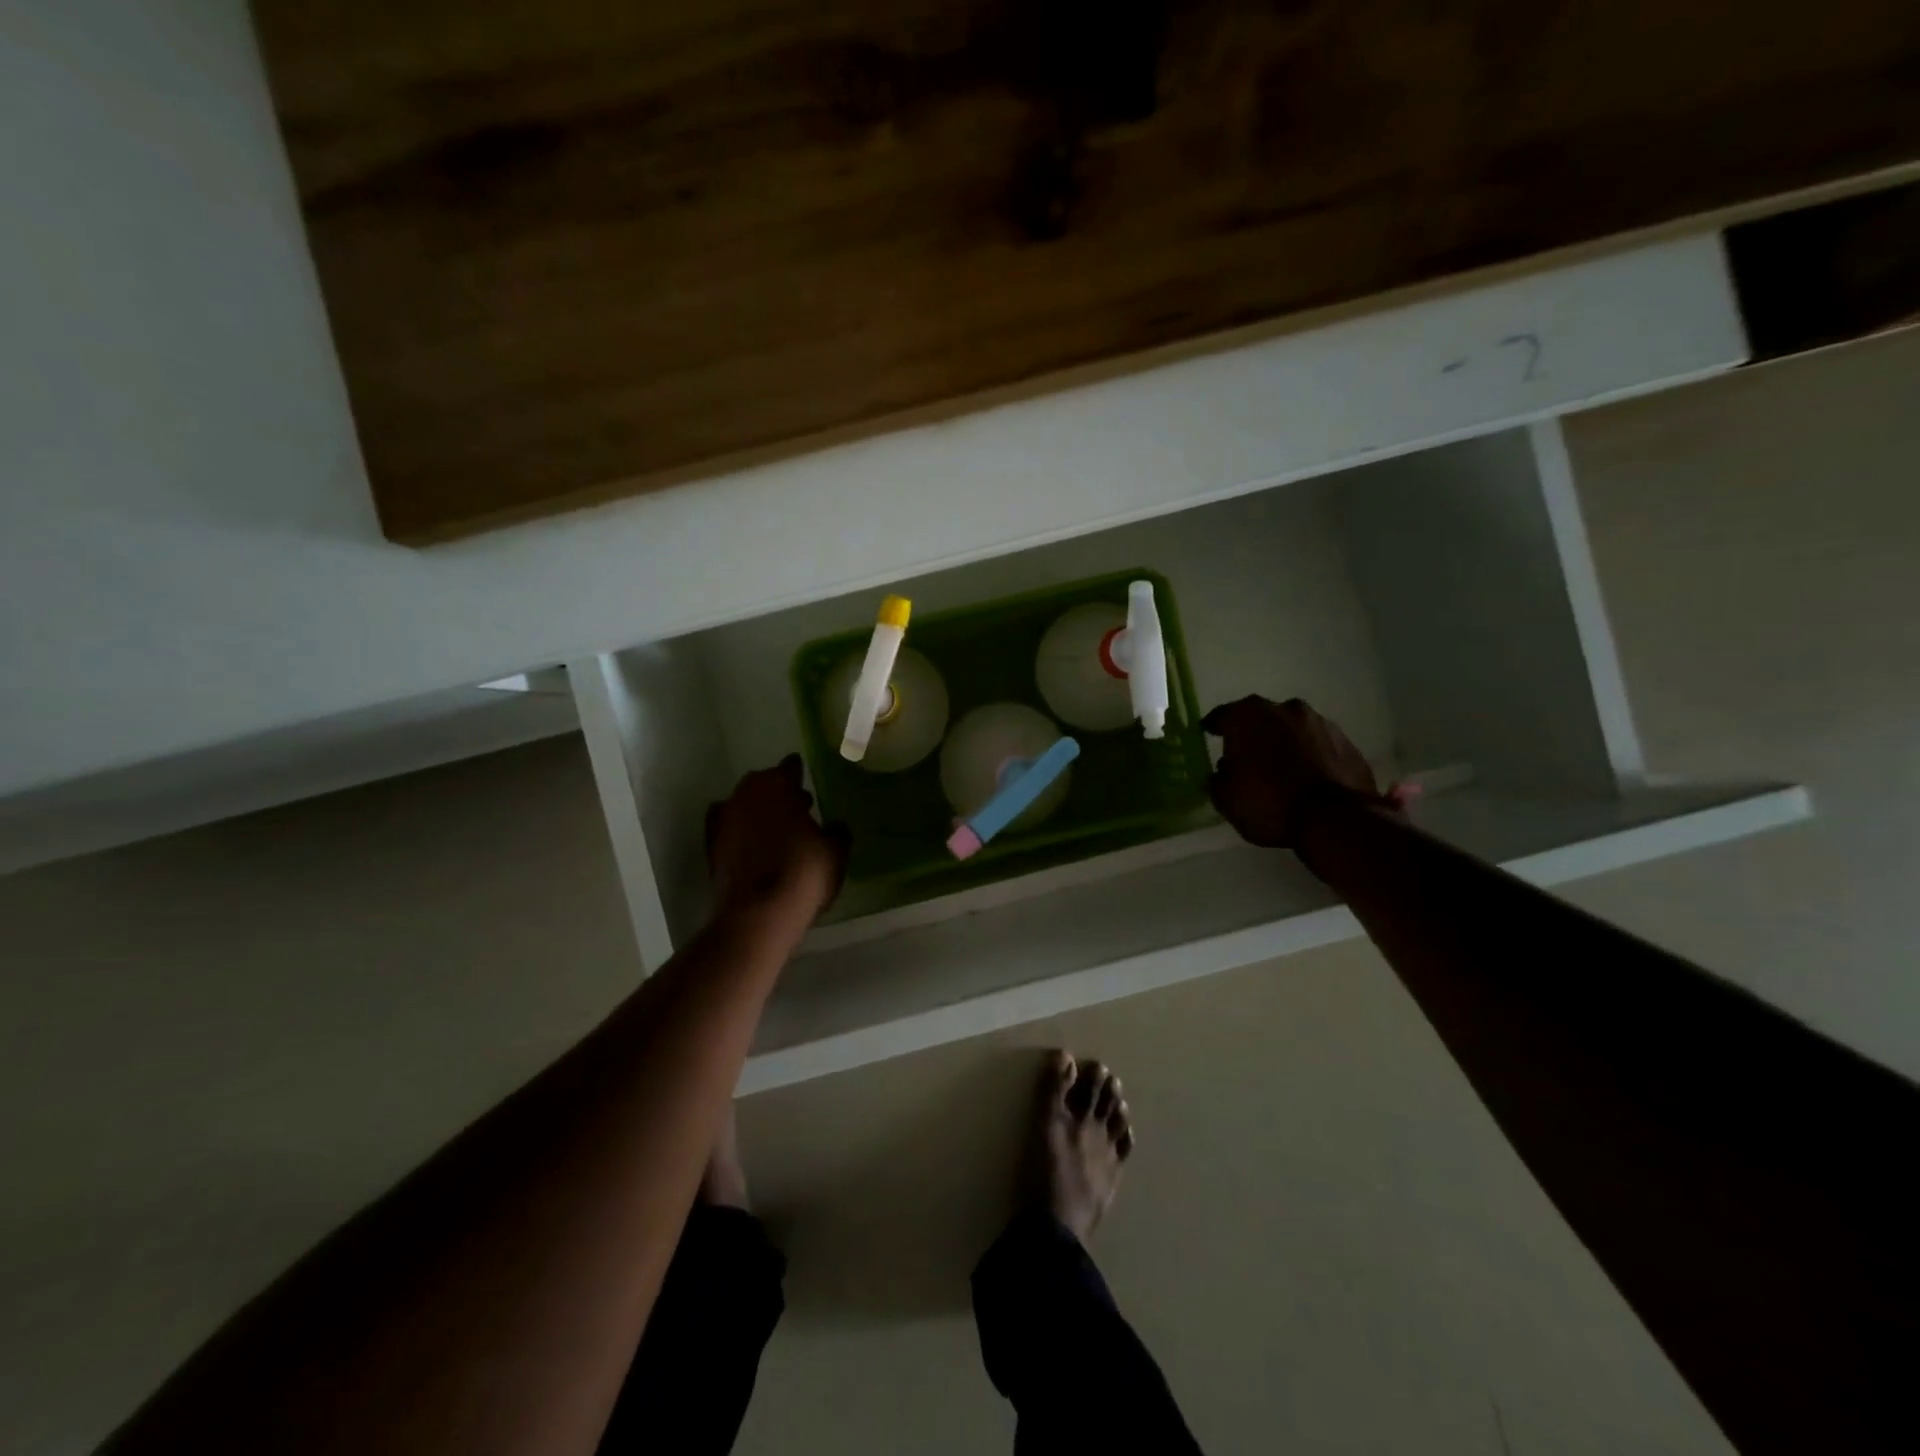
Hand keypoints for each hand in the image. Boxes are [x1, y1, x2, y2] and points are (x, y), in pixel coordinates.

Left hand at [705, 755, 848, 918]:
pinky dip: (742, 834)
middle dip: (778, 792)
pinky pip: (731, 831)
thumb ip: (837, 830)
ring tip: (778, 830)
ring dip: (759, 812)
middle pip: (762, 784)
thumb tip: (835, 825)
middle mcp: (745, 795)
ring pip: (743, 806)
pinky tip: (757, 848)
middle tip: (798, 806)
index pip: (789, 767)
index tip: (806, 779)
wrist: (758, 915)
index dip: (799, 772)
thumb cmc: (804, 873)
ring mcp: (724, 821)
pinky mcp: (711, 848)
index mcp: (777, 785)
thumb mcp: (836, 850)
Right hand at [1201, 696, 1393, 849]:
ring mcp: (1320, 722)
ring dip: (1284, 743)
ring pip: (1291, 729)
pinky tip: (1306, 778)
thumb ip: (1217, 780)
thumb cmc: (1270, 803)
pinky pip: (1317, 745)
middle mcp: (1285, 709)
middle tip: (1246, 757)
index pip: (1221, 716)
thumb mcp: (1227, 800)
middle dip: (1252, 734)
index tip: (1209, 737)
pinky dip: (1309, 756)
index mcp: (1248, 716)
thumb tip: (1221, 774)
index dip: (1214, 728)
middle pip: (1260, 718)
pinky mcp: (1346, 742)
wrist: (1335, 819)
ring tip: (1280, 770)